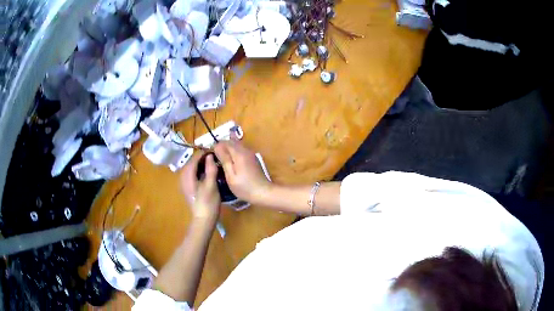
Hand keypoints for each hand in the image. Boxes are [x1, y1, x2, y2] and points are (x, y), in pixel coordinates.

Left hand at [180, 152, 220, 223]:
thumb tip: (210, 155)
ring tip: (212, 163)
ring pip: (192, 168)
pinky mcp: (188, 188)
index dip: (204, 153)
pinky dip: (199, 171)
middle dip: (202, 158)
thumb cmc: (208, 203)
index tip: (214, 150)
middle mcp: (183, 177)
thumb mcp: (211, 185)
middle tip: (215, 156)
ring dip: (201, 164)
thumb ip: (210, 169)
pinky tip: (207, 173)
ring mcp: (184, 183)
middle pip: (192, 163)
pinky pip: (192, 174)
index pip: (194, 158)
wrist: (203, 220)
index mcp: (187, 175)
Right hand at [214, 140, 271, 203]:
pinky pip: (240, 150)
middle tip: (214, 157)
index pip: (224, 142)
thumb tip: (216, 146)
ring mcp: (250, 153)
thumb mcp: (231, 176)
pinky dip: (233, 152)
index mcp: (239, 153)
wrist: (263, 192)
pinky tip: (230, 161)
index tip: (210, 155)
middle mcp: (245, 150)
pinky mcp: (252, 158)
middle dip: (222, 146)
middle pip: (231, 141)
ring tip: (221, 159)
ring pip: (236, 145)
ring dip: (228, 149)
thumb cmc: (244, 187)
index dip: (216, 146)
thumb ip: (224, 159)